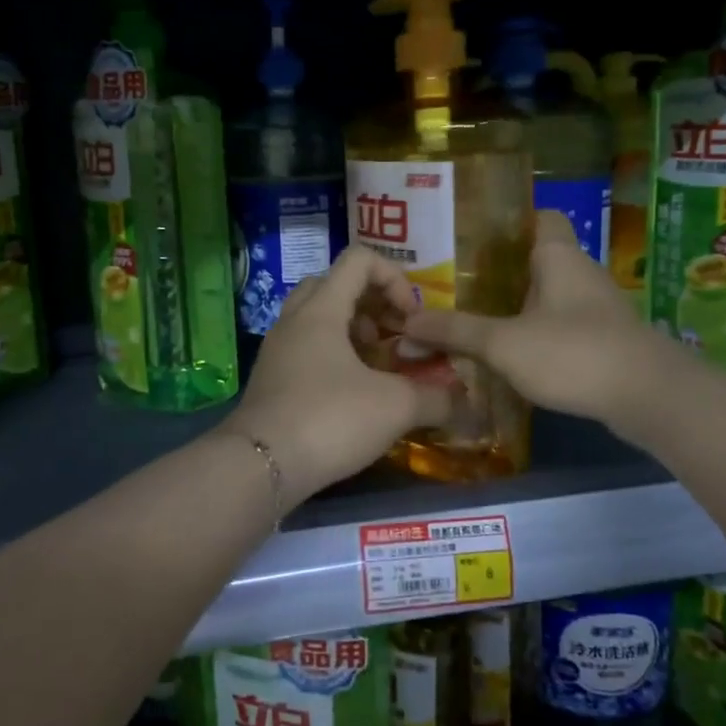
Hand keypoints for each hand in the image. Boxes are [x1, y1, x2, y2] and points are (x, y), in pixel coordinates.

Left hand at [222, 246, 455, 508]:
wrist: (260, 465)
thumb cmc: (329, 419)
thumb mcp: (394, 407)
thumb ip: (435, 398)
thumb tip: (465, 402)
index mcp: (321, 309)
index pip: (359, 260)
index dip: (394, 278)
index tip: (411, 318)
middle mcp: (294, 320)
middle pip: (333, 285)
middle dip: (370, 303)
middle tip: (391, 336)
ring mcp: (277, 350)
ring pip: (316, 318)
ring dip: (351, 331)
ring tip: (377, 366)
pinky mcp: (270, 379)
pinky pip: (305, 349)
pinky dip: (332, 357)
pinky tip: (353, 394)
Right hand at [404, 211, 652, 424]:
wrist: (648, 398)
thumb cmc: (573, 352)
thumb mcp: (503, 343)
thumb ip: (455, 331)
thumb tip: (406, 323)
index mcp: (558, 256)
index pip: (539, 217)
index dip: (508, 221)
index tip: (470, 236)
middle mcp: (580, 273)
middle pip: (536, 259)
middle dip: (499, 271)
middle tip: (454, 283)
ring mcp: (596, 309)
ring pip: (548, 296)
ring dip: (516, 306)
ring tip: (471, 318)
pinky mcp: (604, 341)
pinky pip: (561, 326)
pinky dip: (535, 334)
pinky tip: (508, 354)